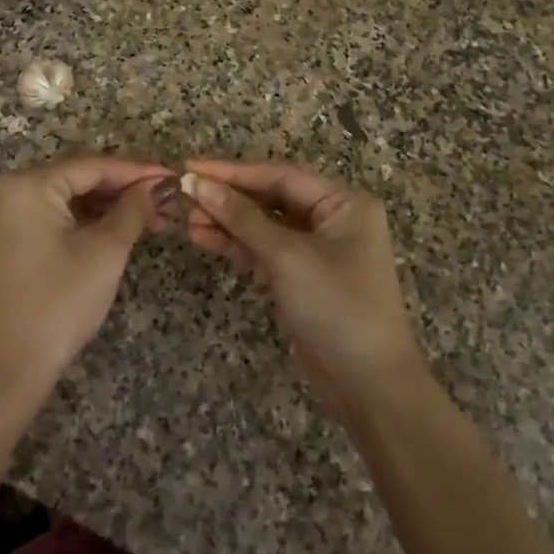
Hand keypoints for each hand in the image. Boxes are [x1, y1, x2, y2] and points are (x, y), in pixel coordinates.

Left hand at [0, 154, 174, 409]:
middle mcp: (9, 192)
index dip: (137, 171)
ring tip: (149, 219)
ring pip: (66, 199)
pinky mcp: (5, 243)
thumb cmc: (58, 304)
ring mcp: (3, 218)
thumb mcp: (105, 252)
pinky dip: (83, 222)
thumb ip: (133, 210)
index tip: (172, 178)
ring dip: (106, 206)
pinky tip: (115, 231)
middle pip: (77, 177)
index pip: (92, 165)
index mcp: (28, 185)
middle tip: (164, 202)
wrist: (4, 371)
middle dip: (123, 189)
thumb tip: (157, 186)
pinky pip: (51, 218)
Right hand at [182, 160, 425, 420]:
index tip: (191, 168)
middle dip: (228, 198)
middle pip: (271, 198)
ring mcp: (318, 251)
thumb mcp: (287, 257)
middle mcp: (333, 220)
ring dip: (228, 223)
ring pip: (265, 225)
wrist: (368, 386)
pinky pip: (266, 251)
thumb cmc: (336, 307)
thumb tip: (198, 183)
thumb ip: (242, 218)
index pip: (280, 175)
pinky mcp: (303, 278)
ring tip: (187, 222)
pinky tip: (205, 239)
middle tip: (185, 197)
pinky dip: (238, 246)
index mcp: (343, 203)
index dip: (233, 171)